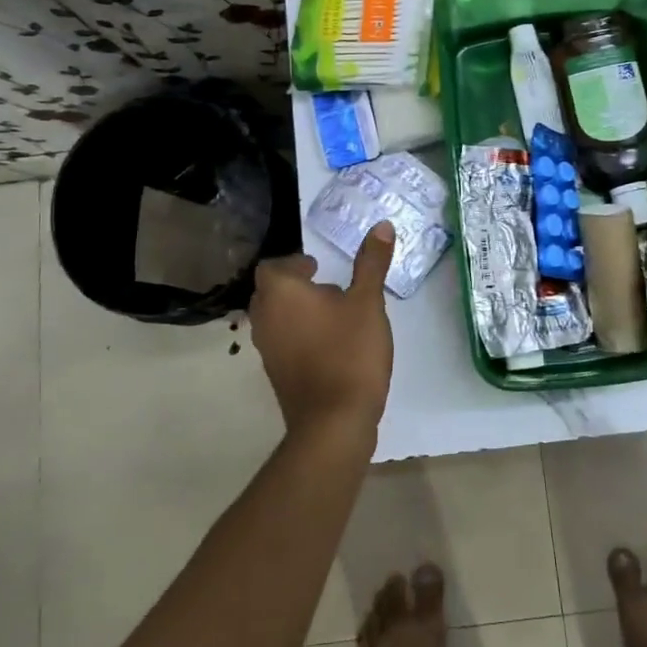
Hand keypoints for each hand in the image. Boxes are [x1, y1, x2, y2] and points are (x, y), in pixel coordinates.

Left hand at [249, 221, 395, 444]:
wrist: (333, 421)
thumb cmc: (349, 352)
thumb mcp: (368, 302)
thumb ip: (372, 263)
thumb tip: (382, 225)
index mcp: (280, 293)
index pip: (273, 267)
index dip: (294, 264)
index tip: (320, 268)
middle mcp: (264, 317)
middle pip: (271, 291)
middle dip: (296, 286)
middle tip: (329, 287)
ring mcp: (266, 349)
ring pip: (276, 318)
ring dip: (298, 312)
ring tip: (334, 315)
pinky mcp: (276, 374)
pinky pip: (283, 342)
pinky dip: (300, 336)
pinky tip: (331, 344)